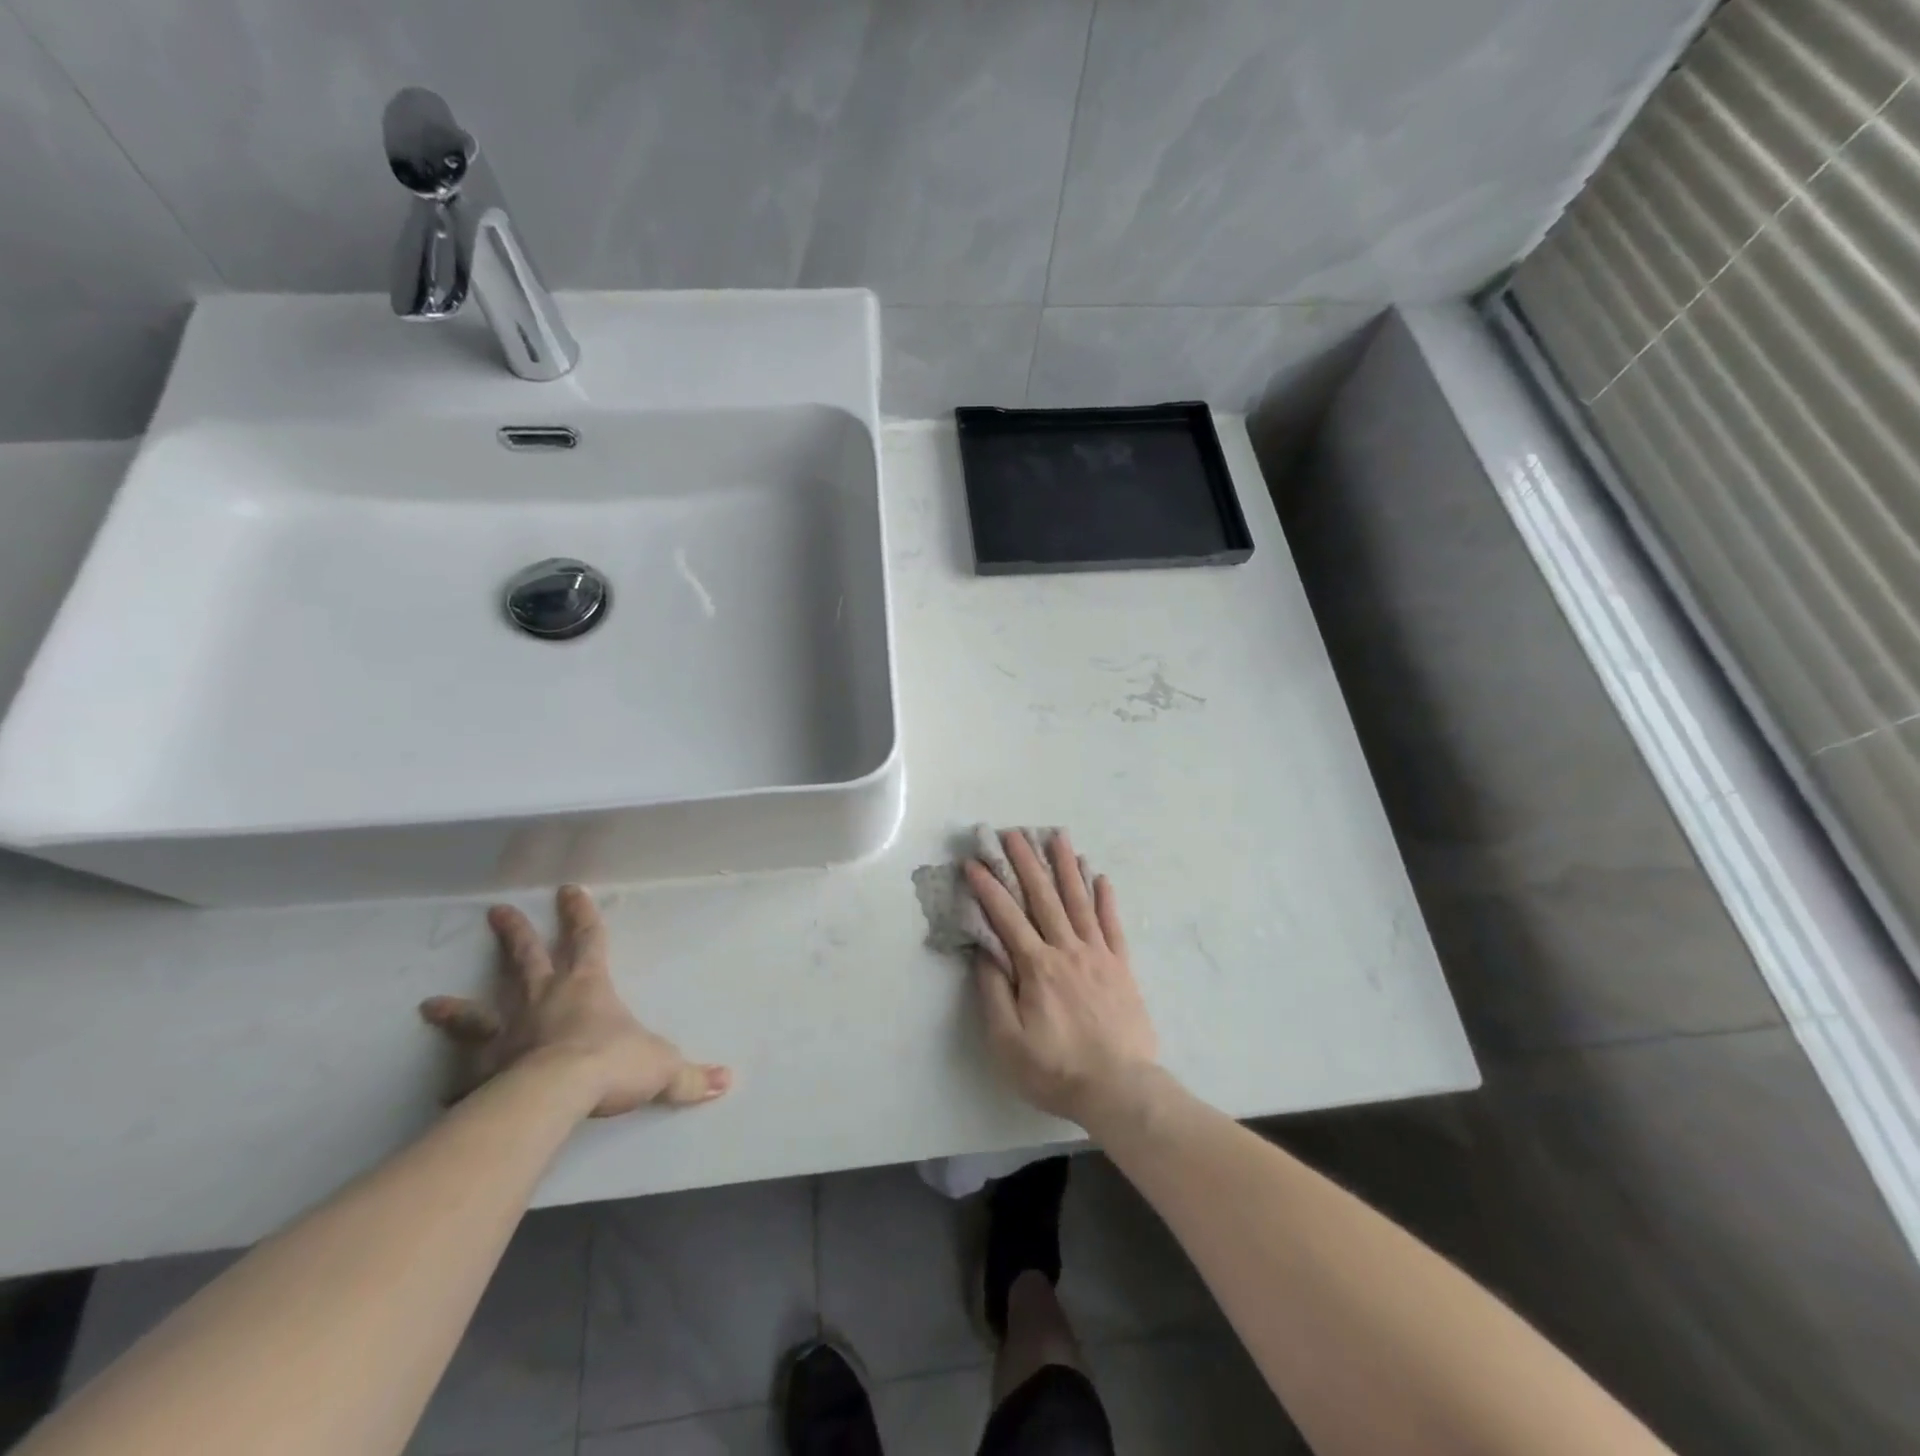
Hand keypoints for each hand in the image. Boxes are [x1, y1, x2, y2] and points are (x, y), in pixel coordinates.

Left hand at [420, 885, 730, 1117]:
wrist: (556, 1094)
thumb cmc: (612, 1064)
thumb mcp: (662, 1067)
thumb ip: (690, 1076)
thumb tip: (726, 1081)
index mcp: (588, 986)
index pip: (589, 938)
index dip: (581, 913)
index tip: (568, 889)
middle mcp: (544, 999)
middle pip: (527, 958)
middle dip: (515, 933)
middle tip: (496, 911)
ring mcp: (509, 1033)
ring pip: (479, 1012)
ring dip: (457, 1009)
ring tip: (430, 1003)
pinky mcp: (485, 1070)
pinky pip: (466, 1077)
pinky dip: (454, 1083)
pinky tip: (441, 1094)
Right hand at [965, 830, 1158, 1126]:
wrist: (1121, 1089)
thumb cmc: (1056, 1069)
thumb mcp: (1008, 1042)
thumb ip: (994, 993)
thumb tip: (985, 952)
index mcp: (1037, 967)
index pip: (1007, 917)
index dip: (988, 888)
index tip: (974, 862)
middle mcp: (1067, 950)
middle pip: (1044, 897)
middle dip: (1026, 862)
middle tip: (1013, 832)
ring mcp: (1098, 954)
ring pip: (1079, 900)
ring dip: (1066, 866)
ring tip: (1057, 836)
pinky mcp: (1121, 966)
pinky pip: (1112, 924)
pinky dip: (1105, 898)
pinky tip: (1100, 876)